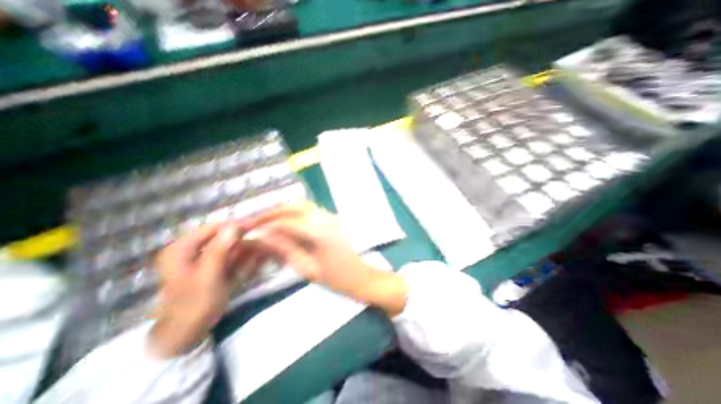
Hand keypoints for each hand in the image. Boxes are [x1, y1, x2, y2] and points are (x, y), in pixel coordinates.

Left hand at [150, 222, 250, 357]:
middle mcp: (192, 249)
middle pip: (224, 237)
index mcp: (182, 248)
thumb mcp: (207, 277)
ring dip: (248, 250)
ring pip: (231, 247)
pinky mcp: (214, 267)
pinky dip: (245, 258)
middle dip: (245, 240)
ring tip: (263, 253)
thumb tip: (234, 225)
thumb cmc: (193, 306)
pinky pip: (232, 257)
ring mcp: (204, 259)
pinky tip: (256, 261)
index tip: (257, 226)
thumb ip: (219, 250)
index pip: (214, 227)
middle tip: (264, 245)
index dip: (235, 225)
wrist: (185, 335)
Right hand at [242, 204, 409, 316]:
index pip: (285, 221)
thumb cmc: (335, 278)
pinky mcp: (332, 219)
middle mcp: (324, 218)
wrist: (360, 276)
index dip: (264, 224)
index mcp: (318, 231)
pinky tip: (284, 222)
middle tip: (254, 221)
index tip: (247, 230)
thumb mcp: (307, 268)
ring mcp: (330, 216)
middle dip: (272, 211)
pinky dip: (294, 212)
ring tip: (266, 221)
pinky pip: (309, 210)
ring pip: (302, 205)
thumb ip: (285, 249)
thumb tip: (261, 238)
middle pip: (293, 206)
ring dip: (283, 209)